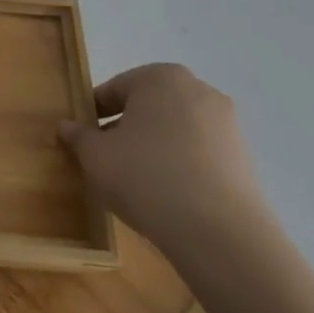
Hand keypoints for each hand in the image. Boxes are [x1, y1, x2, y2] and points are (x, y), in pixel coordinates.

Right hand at [60, 63, 271, 261]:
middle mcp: (199, 91)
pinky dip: (180, 166)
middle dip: (126, 128)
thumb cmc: (146, 177)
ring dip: (154, 147)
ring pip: (175, 130)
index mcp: (161, 77)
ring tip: (137, 181)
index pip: (115, 89)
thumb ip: (78, 136)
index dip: (93, 114)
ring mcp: (228, 125)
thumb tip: (67, 127)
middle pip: (148, 106)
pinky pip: (199, 154)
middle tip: (107, 158)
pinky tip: (167, 195)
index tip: (83, 138)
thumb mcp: (95, 156)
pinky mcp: (245, 159)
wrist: (221, 235)